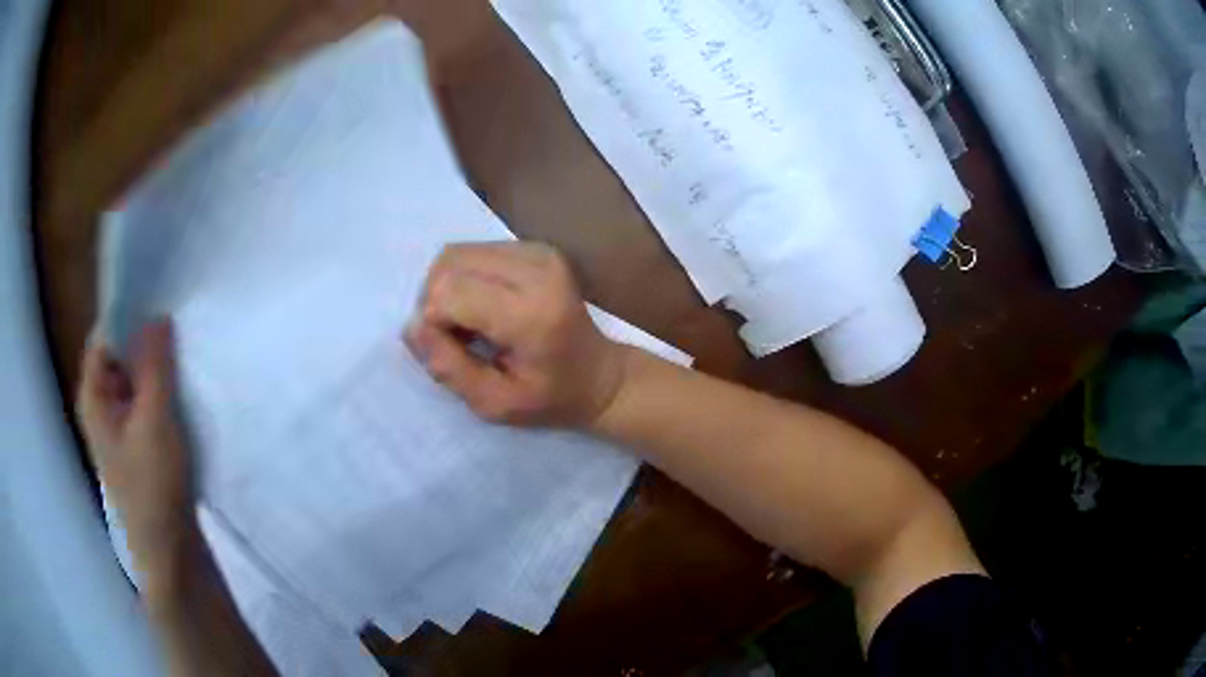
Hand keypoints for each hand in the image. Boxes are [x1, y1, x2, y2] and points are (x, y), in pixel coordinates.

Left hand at [77, 319, 195, 573]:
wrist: (171, 555)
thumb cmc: (155, 488)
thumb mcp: (155, 420)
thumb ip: (154, 366)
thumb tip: (157, 315)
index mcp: (94, 396)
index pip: (105, 335)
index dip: (128, 313)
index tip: (160, 298)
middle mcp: (101, 406)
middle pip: (119, 356)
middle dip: (146, 341)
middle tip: (178, 325)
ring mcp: (120, 428)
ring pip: (135, 381)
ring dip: (157, 368)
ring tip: (185, 354)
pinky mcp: (139, 445)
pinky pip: (146, 403)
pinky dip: (162, 392)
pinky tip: (184, 391)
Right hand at [405, 242, 627, 427]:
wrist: (599, 375)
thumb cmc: (550, 398)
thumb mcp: (495, 403)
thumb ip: (450, 368)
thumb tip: (411, 328)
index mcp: (531, 313)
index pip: (450, 292)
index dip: (434, 321)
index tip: (451, 348)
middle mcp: (537, 270)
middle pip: (449, 265)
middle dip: (435, 301)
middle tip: (456, 337)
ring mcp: (538, 252)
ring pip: (457, 254)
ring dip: (447, 288)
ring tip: (468, 322)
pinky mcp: (534, 247)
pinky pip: (474, 251)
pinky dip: (464, 278)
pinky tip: (481, 306)